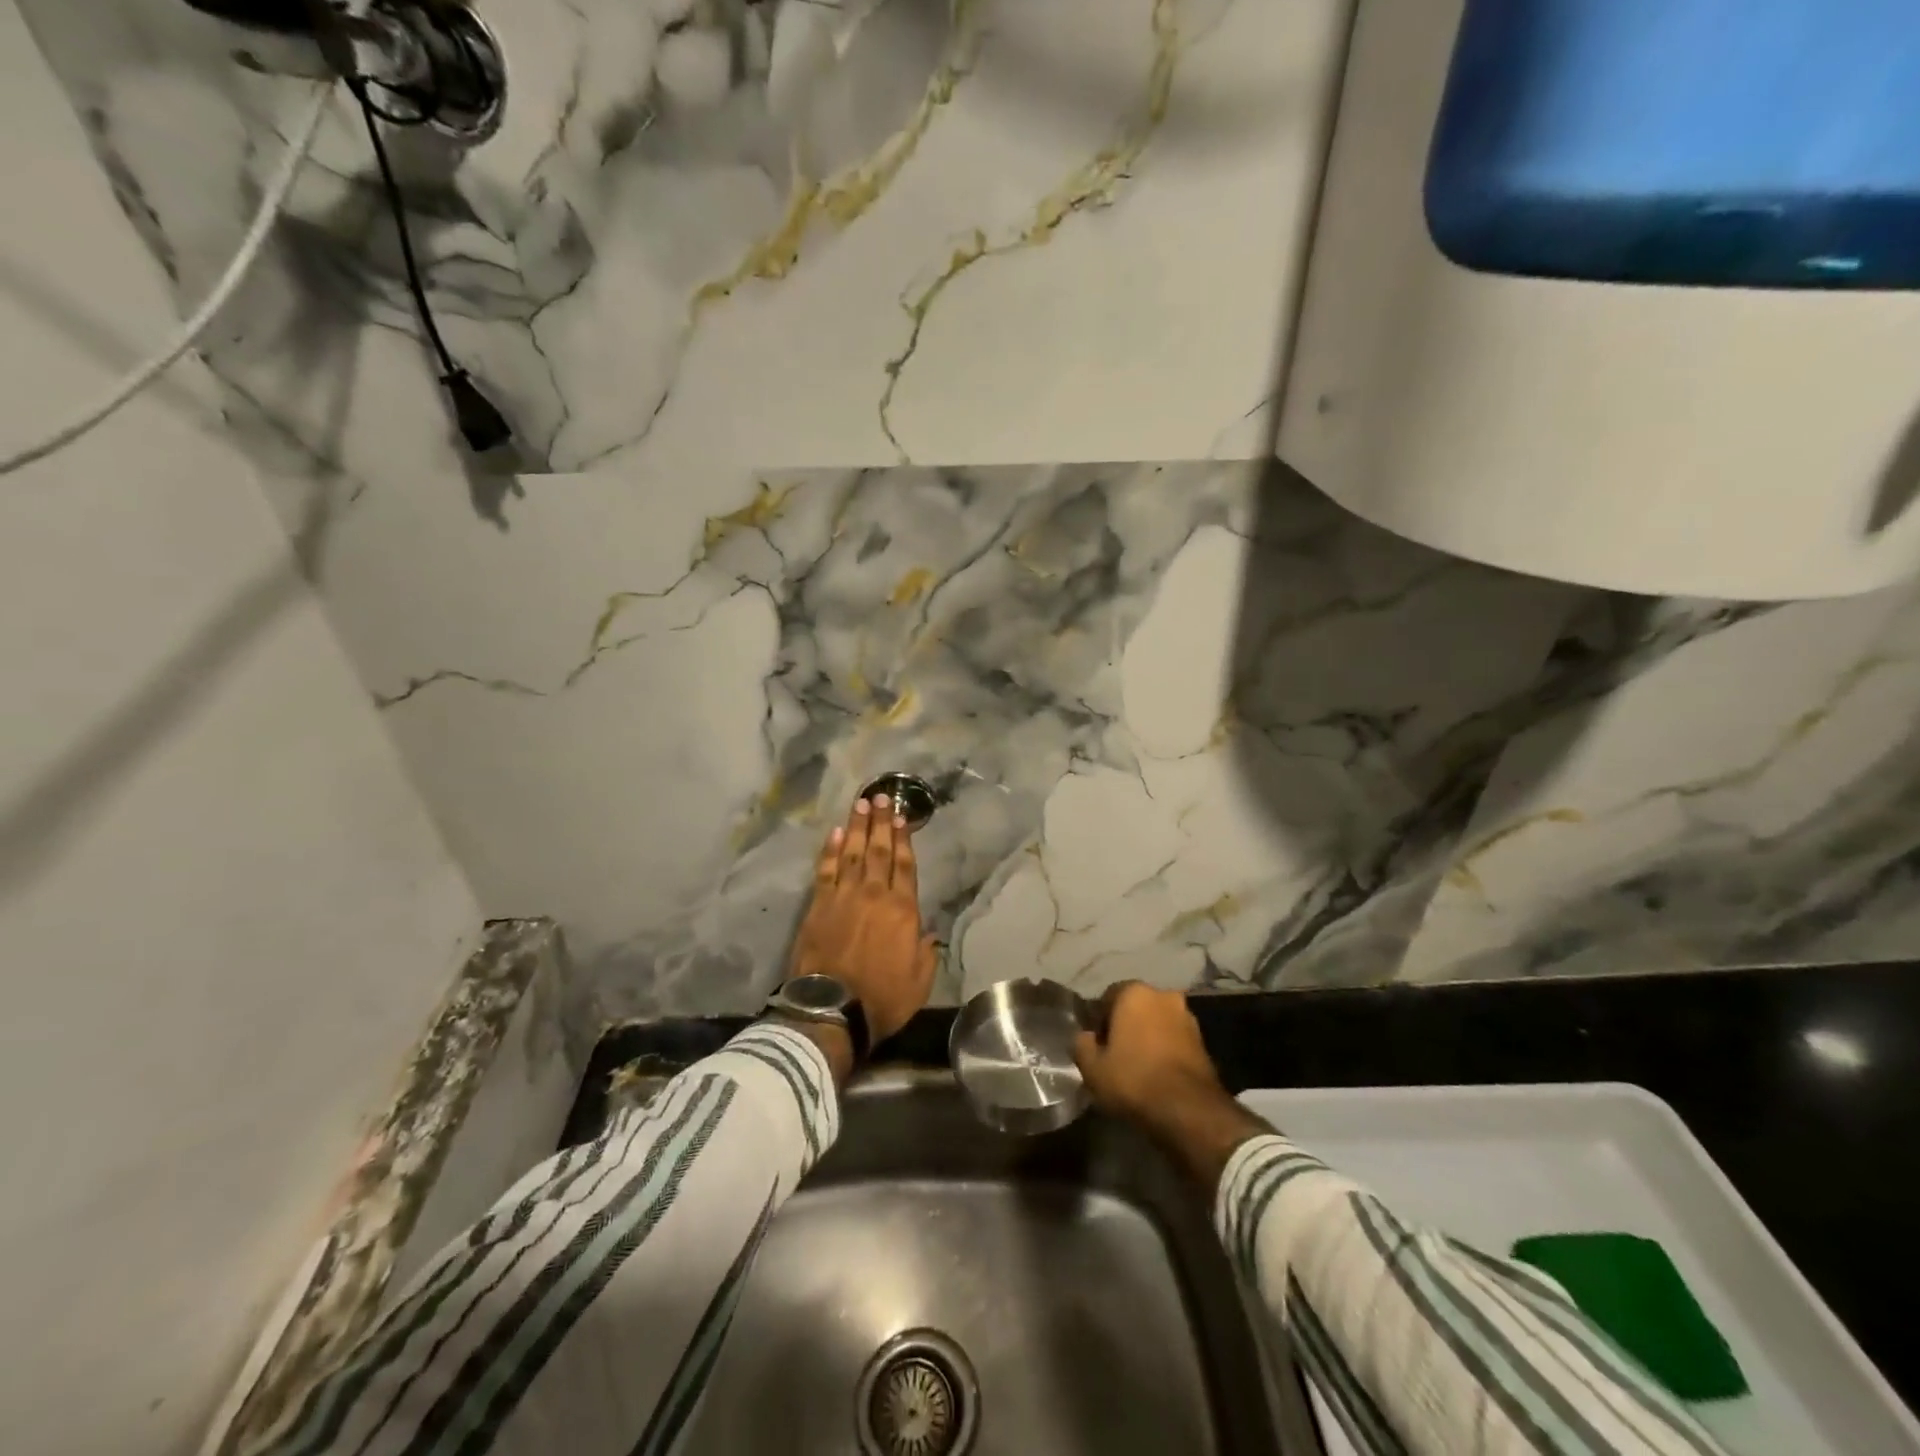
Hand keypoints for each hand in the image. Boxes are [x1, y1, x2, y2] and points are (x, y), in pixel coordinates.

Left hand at [787, 793, 937, 1043]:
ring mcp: (843, 897)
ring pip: (853, 853)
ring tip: (860, 804)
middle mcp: (874, 895)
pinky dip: (830, 850)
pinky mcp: (818, 906)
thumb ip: (926, 952)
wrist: (832, 1010)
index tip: (901, 817)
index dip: (903, 839)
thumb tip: (929, 932)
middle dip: (880, 822)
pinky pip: (826, 870)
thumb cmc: (882, 998)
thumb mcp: (919, 981)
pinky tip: (835, 833)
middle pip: (879, 850)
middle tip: (879, 796)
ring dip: (857, 827)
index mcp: (903, 910)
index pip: (905, 866)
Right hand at [1073, 982, 1224, 1123]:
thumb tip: (1086, 1037)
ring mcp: (1187, 1017)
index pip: (1107, 997)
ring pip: (1157, 1023)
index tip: (1096, 1045)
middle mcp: (1163, 995)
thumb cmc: (1134, 1080)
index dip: (1098, 1021)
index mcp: (1134, 992)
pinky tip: (1157, 1074)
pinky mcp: (1204, 1041)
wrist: (1189, 1111)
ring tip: (1137, 1067)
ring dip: (1147, 1037)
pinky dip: (1164, 1050)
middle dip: (1125, 1026)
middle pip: (1135, 1008)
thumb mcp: (1092, 1067)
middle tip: (1115, 1055)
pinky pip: (1174, 1040)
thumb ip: (1082, 1045)